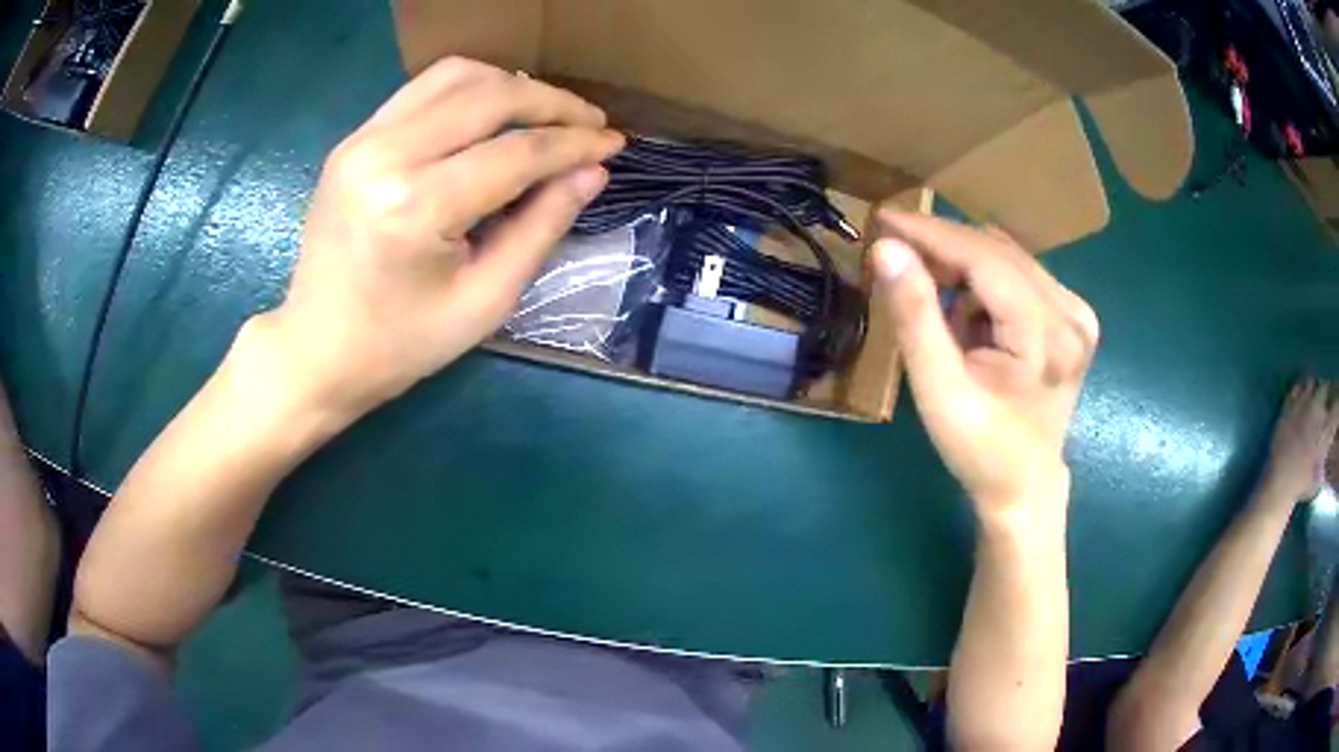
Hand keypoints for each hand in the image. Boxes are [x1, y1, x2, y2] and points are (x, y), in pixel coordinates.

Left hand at [256, 57, 624, 418]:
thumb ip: (542, 226)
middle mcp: (385, 155)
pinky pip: (423, 90)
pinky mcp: (353, 140)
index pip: (516, 152)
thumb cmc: (400, 344)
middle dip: (552, 103)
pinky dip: (470, 90)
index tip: (614, 144)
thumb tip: (592, 170)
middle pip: (489, 96)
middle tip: (590, 125)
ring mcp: (362, 140)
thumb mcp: (485, 300)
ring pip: (456, 76)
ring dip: (512, 86)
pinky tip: (494, 114)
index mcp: (416, 207)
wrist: (315, 351)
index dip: (574, 145)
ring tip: (547, 115)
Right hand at [871, 212, 1099, 535]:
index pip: (984, 259)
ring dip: (962, 267)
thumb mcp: (938, 390)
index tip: (883, 219)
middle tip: (893, 253)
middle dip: (943, 248)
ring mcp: (1077, 312)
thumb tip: (887, 249)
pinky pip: (1019, 275)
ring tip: (932, 301)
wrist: (1024, 484)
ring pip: (1007, 259)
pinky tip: (968, 317)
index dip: (932, 233)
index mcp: (1046, 335)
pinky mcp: (1073, 316)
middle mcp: (1071, 312)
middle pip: (998, 252)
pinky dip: (984, 283)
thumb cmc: (980, 449)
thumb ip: (915, 317)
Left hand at [1262, 379, 1338, 503]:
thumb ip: (1325, 456)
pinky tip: (1301, 399)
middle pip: (1325, 387)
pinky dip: (1300, 391)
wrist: (1281, 482)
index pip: (1337, 406)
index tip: (1336, 408)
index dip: (1338, 404)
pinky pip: (1296, 388)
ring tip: (1313, 398)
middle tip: (1325, 402)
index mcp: (1326, 427)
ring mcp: (1302, 405)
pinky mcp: (1288, 406)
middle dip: (1326, 392)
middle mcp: (1316, 410)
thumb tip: (1327, 451)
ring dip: (1313, 389)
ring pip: (1311, 383)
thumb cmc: (1303, 485)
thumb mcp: (1320, 475)